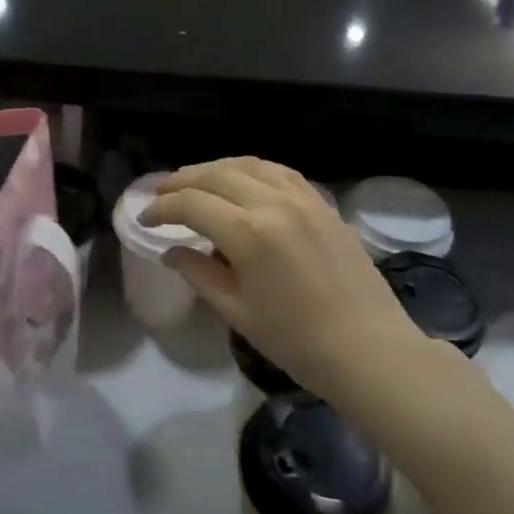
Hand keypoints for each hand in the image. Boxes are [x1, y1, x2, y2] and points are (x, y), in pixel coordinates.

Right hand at [145, 158, 429, 401]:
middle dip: (182, 180)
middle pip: (217, 175)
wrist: (368, 349)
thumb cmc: (297, 341)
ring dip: (215, 168)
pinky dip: (251, 169)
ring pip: (248, 164)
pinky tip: (242, 180)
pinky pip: (279, 171)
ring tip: (195, 180)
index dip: (162, 208)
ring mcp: (303, 198)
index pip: (192, 204)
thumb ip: (200, 274)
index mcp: (249, 232)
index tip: (145, 218)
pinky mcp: (322, 203)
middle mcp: (274, 202)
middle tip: (161, 192)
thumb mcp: (238, 312)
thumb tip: (172, 252)